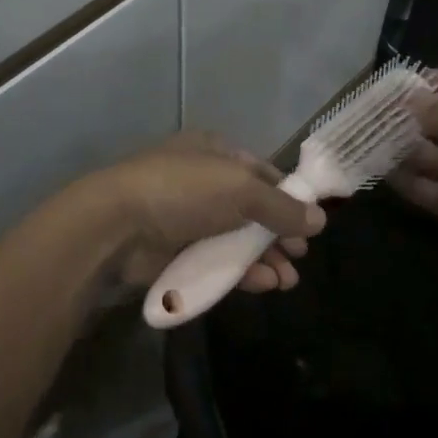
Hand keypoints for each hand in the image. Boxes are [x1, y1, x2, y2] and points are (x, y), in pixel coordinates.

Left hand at [83, 135, 325, 291]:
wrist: (117, 226)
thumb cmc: (184, 192)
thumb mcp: (241, 189)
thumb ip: (282, 207)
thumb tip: (320, 219)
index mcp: (214, 153)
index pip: (260, 172)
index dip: (286, 196)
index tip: (309, 222)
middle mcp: (202, 182)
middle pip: (251, 210)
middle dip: (277, 234)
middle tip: (298, 257)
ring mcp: (186, 218)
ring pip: (234, 239)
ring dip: (263, 258)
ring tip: (286, 281)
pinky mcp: (174, 252)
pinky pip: (215, 262)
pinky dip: (239, 272)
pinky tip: (263, 285)